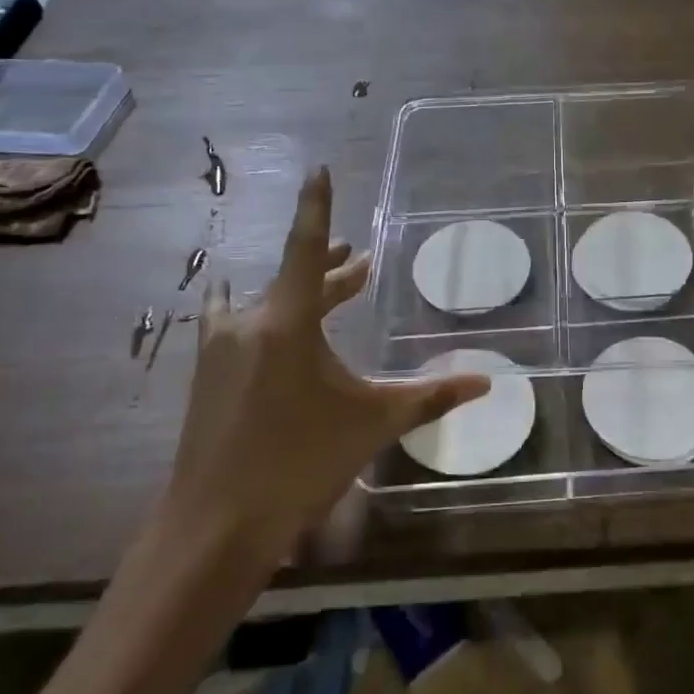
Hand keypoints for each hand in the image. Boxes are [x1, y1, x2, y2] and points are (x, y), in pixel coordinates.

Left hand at [162, 167, 490, 556]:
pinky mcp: (207, 374)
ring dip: (300, 292)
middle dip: (330, 268)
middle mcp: (249, 322)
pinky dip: (259, 312)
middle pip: (295, 279)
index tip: (319, 168)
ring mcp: (221, 348)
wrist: (215, 526)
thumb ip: (430, 396)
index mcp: (287, 323)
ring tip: (328, 282)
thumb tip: (486, 382)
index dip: (316, 206)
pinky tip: (253, 319)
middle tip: (357, 261)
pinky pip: (235, 323)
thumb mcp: (372, 424)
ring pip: (267, 302)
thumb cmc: (299, 465)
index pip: (306, 248)